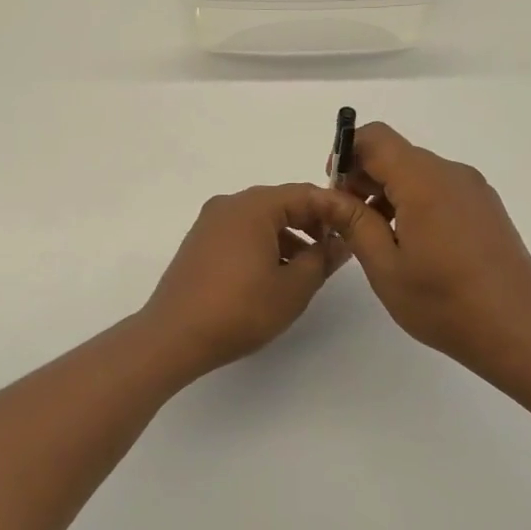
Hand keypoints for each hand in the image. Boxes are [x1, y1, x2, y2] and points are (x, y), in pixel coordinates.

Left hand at [137, 184, 351, 376]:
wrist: (174, 336)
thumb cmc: (240, 309)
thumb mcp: (293, 287)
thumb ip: (322, 259)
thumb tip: (340, 242)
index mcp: (253, 206)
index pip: (305, 193)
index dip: (334, 209)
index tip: (355, 230)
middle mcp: (228, 205)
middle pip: (281, 203)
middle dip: (311, 223)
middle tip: (335, 250)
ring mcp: (209, 223)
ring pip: (260, 219)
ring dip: (288, 236)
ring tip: (307, 268)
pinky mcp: (199, 243)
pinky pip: (240, 233)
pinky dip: (263, 245)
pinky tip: (274, 275)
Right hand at [326, 123, 530, 384]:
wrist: (519, 331)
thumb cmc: (444, 303)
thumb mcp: (385, 266)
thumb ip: (354, 223)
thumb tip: (330, 195)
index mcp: (424, 181)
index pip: (376, 138)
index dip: (347, 154)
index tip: (335, 190)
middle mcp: (452, 174)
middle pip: (397, 154)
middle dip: (365, 177)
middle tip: (349, 222)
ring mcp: (474, 189)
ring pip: (418, 172)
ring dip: (390, 192)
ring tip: (378, 238)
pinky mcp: (486, 207)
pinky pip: (440, 188)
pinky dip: (415, 202)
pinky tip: (412, 244)